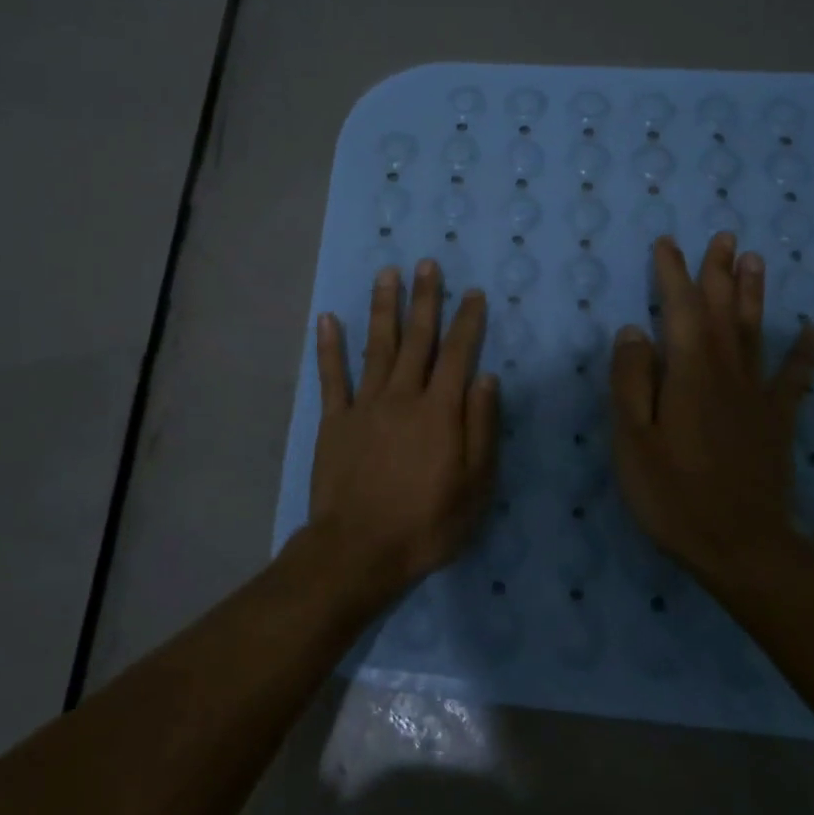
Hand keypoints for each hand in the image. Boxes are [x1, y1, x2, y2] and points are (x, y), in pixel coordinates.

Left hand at [305, 259, 499, 605]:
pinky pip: (331, 376)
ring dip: (383, 308)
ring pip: (376, 346)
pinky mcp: (334, 420)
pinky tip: (327, 319)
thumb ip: (481, 428)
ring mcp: (364, 406)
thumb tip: (486, 378)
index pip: (457, 355)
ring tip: (387, 274)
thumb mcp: (475, 486)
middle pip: (416, 339)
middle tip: (427, 264)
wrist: (359, 550)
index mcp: (439, 412)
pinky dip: (329, 347)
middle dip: (425, 299)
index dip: (466, 322)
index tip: (472, 293)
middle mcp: (402, 397)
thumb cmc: (426, 524)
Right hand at [610, 234, 813, 583]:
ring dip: (754, 294)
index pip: (678, 310)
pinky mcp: (778, 421)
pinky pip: (794, 377)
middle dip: (719, 272)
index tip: (668, 243)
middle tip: (724, 236)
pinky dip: (805, 351)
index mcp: (688, 373)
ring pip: (754, 332)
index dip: (672, 275)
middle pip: (722, 311)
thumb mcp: (633, 440)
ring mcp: (757, 396)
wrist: (741, 546)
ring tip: (756, 260)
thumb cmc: (674, 495)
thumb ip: (631, 382)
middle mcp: (727, 373)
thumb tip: (632, 331)